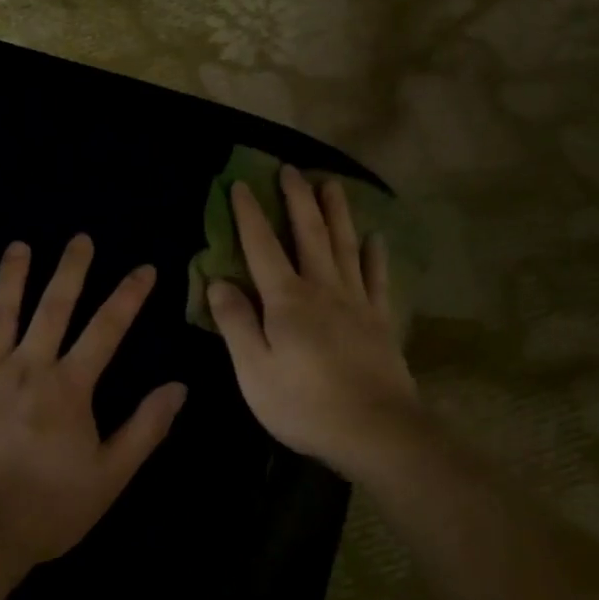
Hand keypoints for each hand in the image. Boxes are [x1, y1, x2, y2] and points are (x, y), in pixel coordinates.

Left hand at [0, 235, 186, 568]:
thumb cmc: (49, 507)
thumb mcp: (110, 475)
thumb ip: (145, 428)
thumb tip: (178, 387)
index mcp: (68, 386)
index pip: (106, 329)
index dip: (128, 296)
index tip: (144, 268)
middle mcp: (28, 367)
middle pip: (53, 308)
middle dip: (70, 271)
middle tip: (80, 239)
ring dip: (10, 278)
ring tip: (18, 247)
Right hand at [208, 167, 420, 477]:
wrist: (375, 430)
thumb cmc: (304, 405)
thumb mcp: (254, 371)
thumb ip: (236, 323)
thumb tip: (218, 281)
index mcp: (286, 301)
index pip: (262, 247)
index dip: (250, 214)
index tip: (241, 184)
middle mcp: (323, 289)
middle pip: (309, 234)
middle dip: (298, 199)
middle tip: (291, 169)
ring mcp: (357, 302)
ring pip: (345, 246)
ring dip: (337, 213)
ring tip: (332, 183)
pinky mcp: (381, 321)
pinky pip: (377, 277)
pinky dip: (375, 255)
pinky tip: (375, 238)